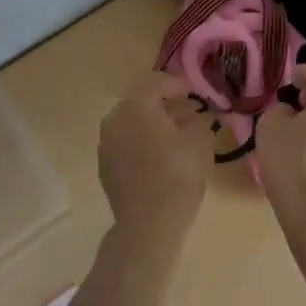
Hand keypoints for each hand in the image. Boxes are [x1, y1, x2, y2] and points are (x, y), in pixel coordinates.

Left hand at [97, 73, 212, 248]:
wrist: (148, 223)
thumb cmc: (177, 175)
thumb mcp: (200, 142)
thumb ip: (198, 122)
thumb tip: (193, 119)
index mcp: (136, 105)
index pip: (157, 82)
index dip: (178, 84)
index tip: (194, 94)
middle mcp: (115, 118)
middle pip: (141, 101)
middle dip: (164, 104)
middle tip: (186, 113)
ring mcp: (105, 143)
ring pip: (131, 123)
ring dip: (152, 124)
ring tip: (175, 136)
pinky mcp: (105, 165)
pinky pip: (125, 143)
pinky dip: (141, 142)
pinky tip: (159, 156)